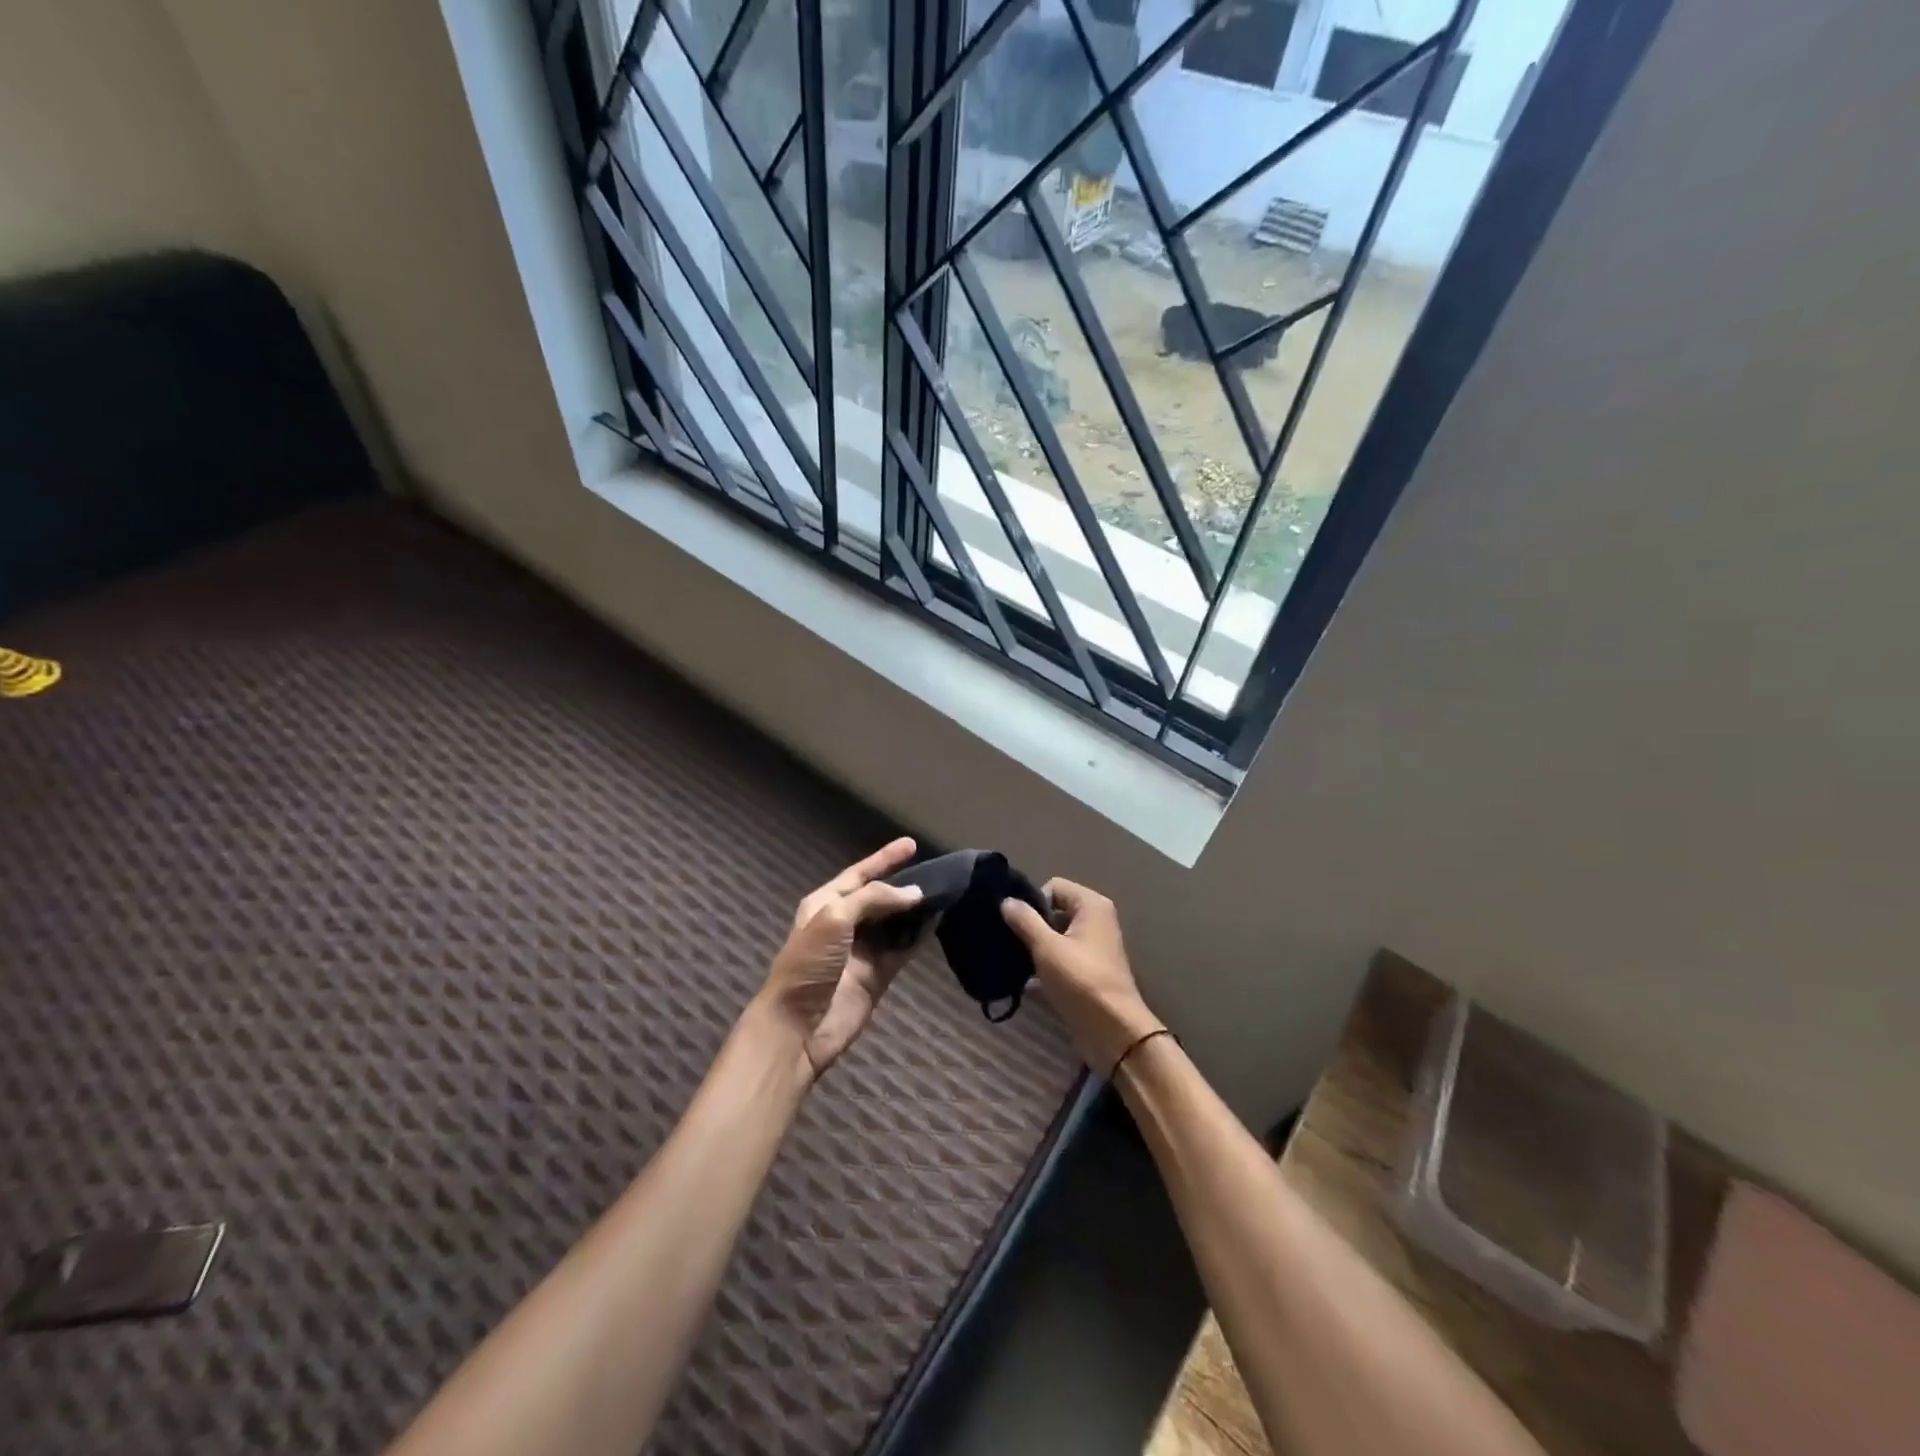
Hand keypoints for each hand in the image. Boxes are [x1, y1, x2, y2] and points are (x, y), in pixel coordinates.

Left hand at [758, 837, 924, 1081]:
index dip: (884, 859)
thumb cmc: (808, 965)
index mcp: (825, 904)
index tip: (912, 844)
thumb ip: (874, 899)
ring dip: (917, 909)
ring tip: (946, 892)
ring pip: (896, 922)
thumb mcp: (834, 918)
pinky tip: (939, 921)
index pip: (859, 874)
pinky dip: (920, 935)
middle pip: (881, 897)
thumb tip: (915, 894)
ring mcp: (863, 951)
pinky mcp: (878, 975)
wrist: (798, 1028)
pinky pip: (903, 948)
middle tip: (938, 872)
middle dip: (905, 884)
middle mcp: (845, 923)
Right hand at [1001, 879, 1162, 1075]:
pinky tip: (1024, 985)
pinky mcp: (1087, 973)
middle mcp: (1095, 921)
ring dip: (1035, 951)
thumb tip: (1006, 901)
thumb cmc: (1081, 981)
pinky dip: (1044, 970)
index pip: (1054, 886)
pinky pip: (1060, 961)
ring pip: (1055, 938)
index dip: (1034, 903)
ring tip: (1014, 964)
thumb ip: (1024, 920)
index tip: (1019, 926)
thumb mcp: (1047, 948)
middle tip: (1011, 945)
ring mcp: (1093, 948)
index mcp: (1091, 905)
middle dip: (1031, 927)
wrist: (1114, 1032)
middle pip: (1054, 912)